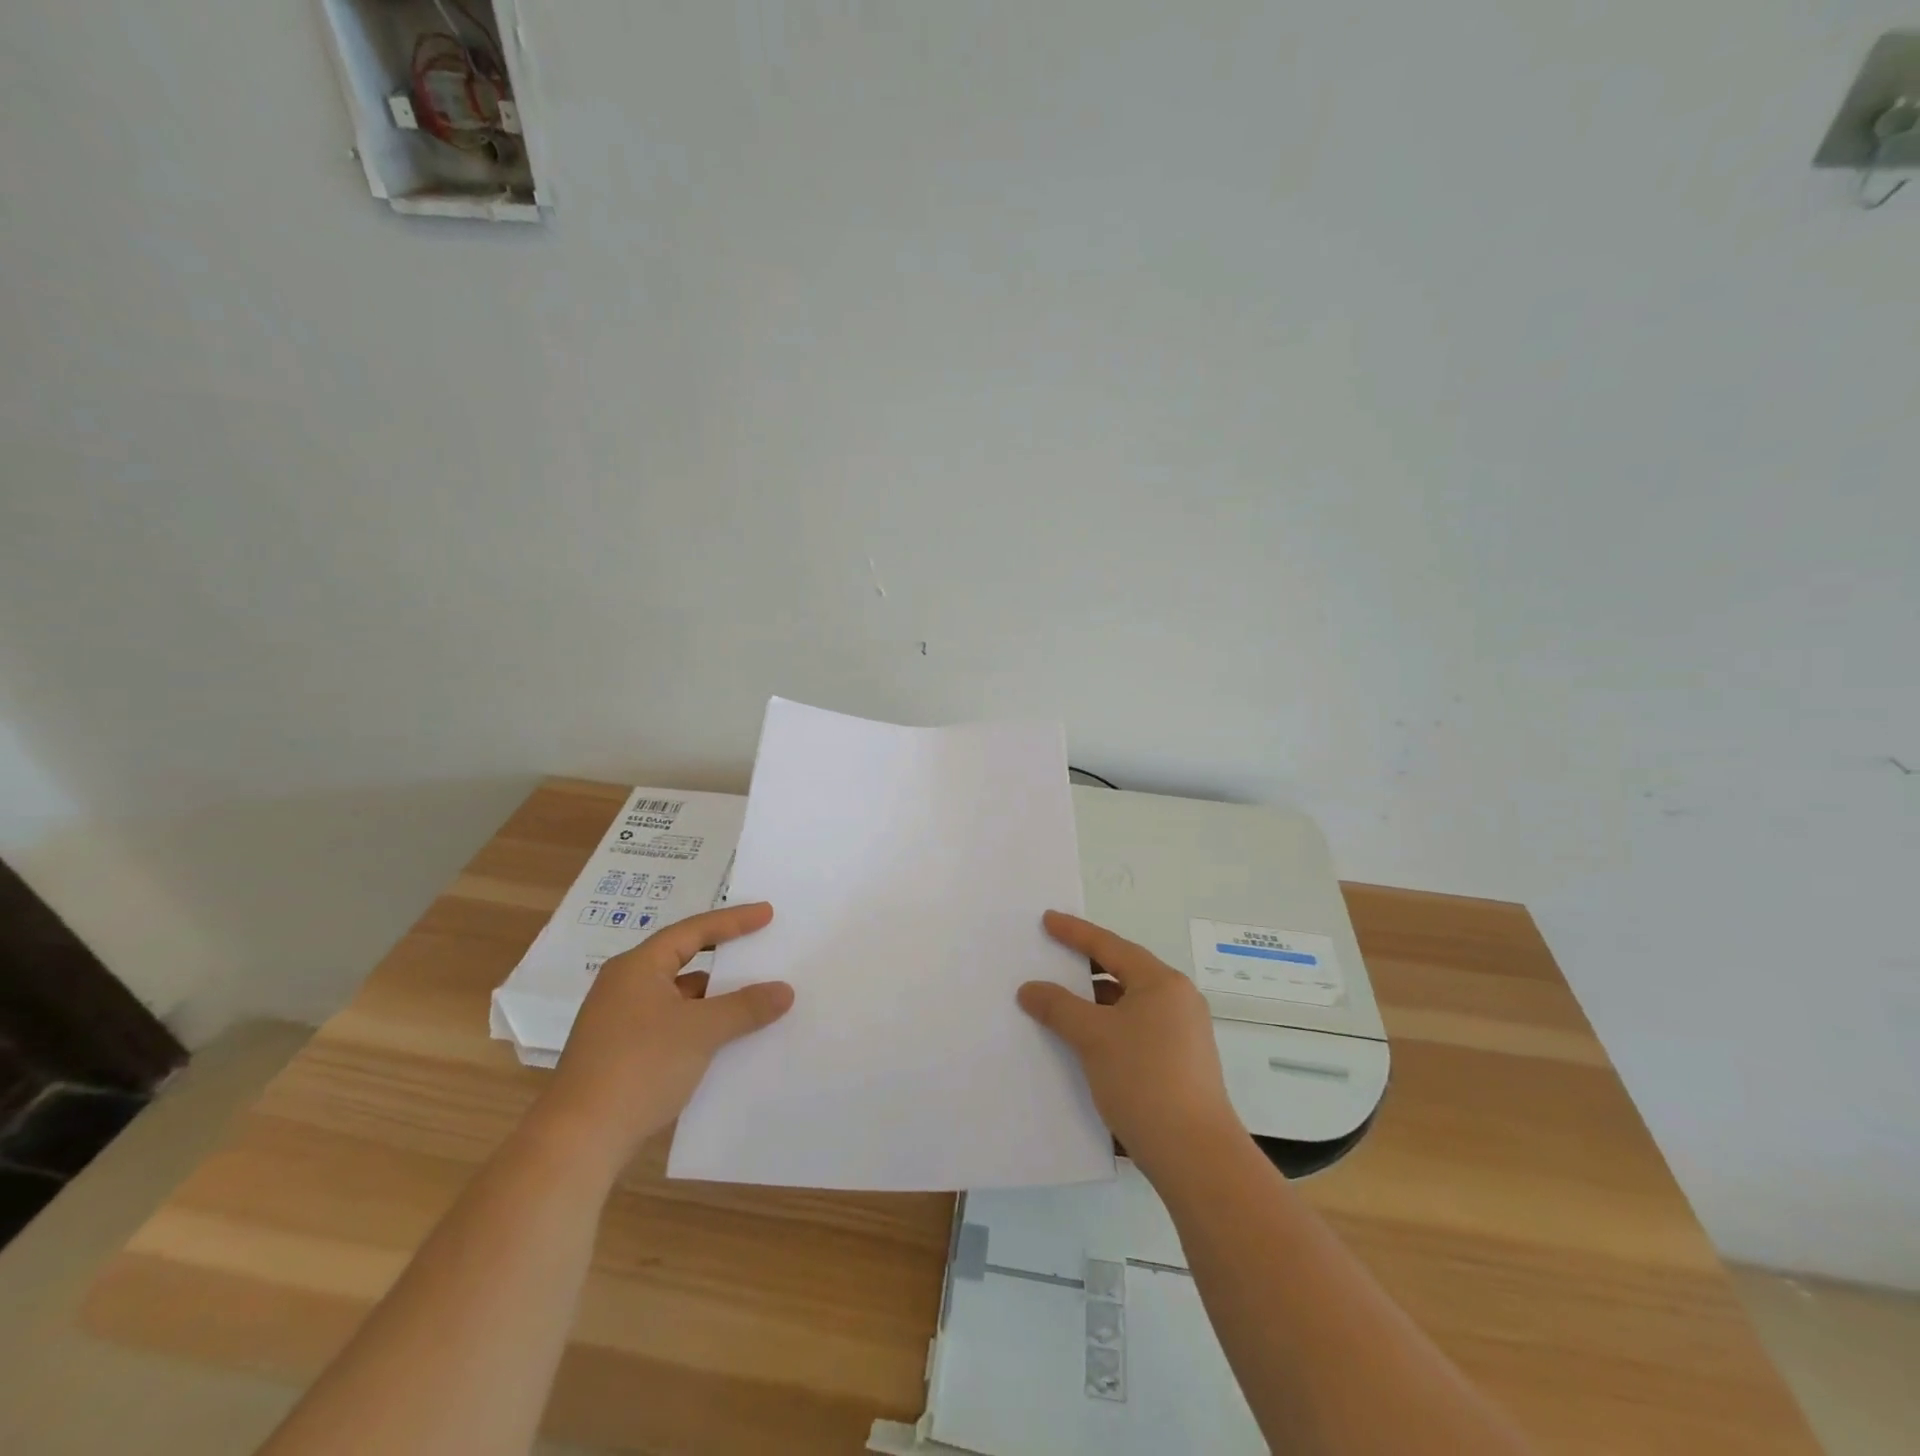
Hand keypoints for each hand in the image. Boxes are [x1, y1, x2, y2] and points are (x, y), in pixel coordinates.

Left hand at [532, 903, 792, 1175]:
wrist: (579, 1141)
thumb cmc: (641, 1067)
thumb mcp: (702, 1031)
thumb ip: (746, 1006)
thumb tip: (784, 990)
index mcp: (638, 967)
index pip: (693, 931)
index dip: (733, 920)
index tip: (768, 914)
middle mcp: (625, 986)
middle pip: (683, 959)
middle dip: (724, 958)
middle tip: (760, 950)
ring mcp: (619, 1022)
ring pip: (678, 996)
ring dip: (714, 997)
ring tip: (753, 999)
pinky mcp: (620, 1054)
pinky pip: (671, 1024)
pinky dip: (699, 1024)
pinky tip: (725, 1039)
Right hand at [1018, 910, 1240, 1175]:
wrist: (1195, 1155)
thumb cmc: (1143, 1079)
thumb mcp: (1093, 1037)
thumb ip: (1058, 1007)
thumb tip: (1030, 989)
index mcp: (1162, 983)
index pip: (1111, 946)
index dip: (1076, 932)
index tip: (1048, 920)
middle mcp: (1178, 1001)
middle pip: (1123, 973)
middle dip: (1085, 968)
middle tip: (1052, 959)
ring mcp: (1184, 1034)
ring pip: (1129, 1005)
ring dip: (1095, 1004)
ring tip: (1060, 1004)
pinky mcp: (1181, 1064)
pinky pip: (1137, 1031)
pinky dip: (1109, 1028)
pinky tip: (1085, 1044)